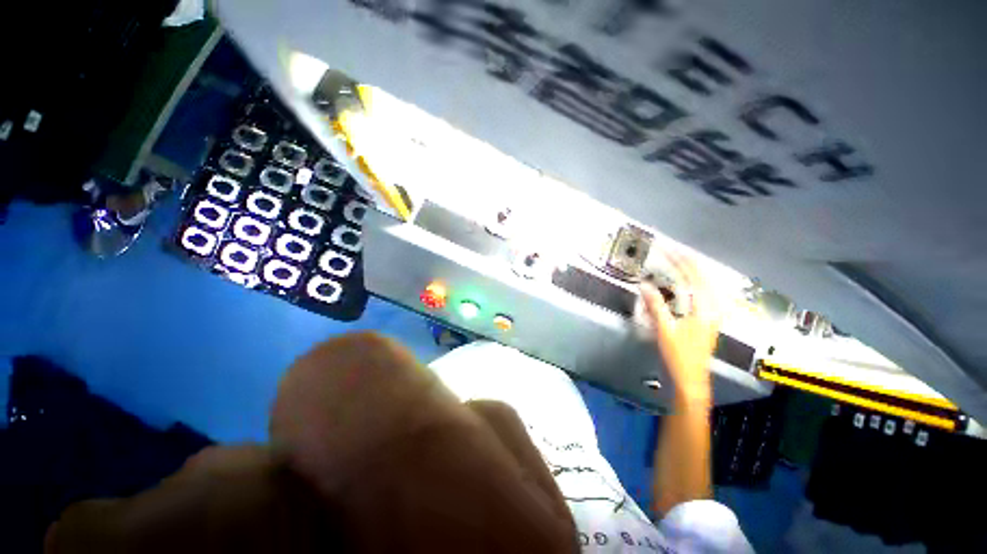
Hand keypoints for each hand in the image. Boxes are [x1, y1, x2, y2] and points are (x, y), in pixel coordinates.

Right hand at [640, 256, 721, 405]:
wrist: (692, 378)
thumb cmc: (679, 355)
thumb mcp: (665, 330)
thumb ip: (656, 305)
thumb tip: (645, 285)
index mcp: (704, 310)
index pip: (693, 278)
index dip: (681, 262)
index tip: (668, 250)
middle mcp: (713, 308)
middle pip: (705, 278)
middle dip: (689, 262)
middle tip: (674, 251)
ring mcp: (714, 314)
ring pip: (708, 284)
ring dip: (695, 270)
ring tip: (682, 260)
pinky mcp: (710, 318)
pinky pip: (706, 293)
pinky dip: (698, 282)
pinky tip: (692, 281)